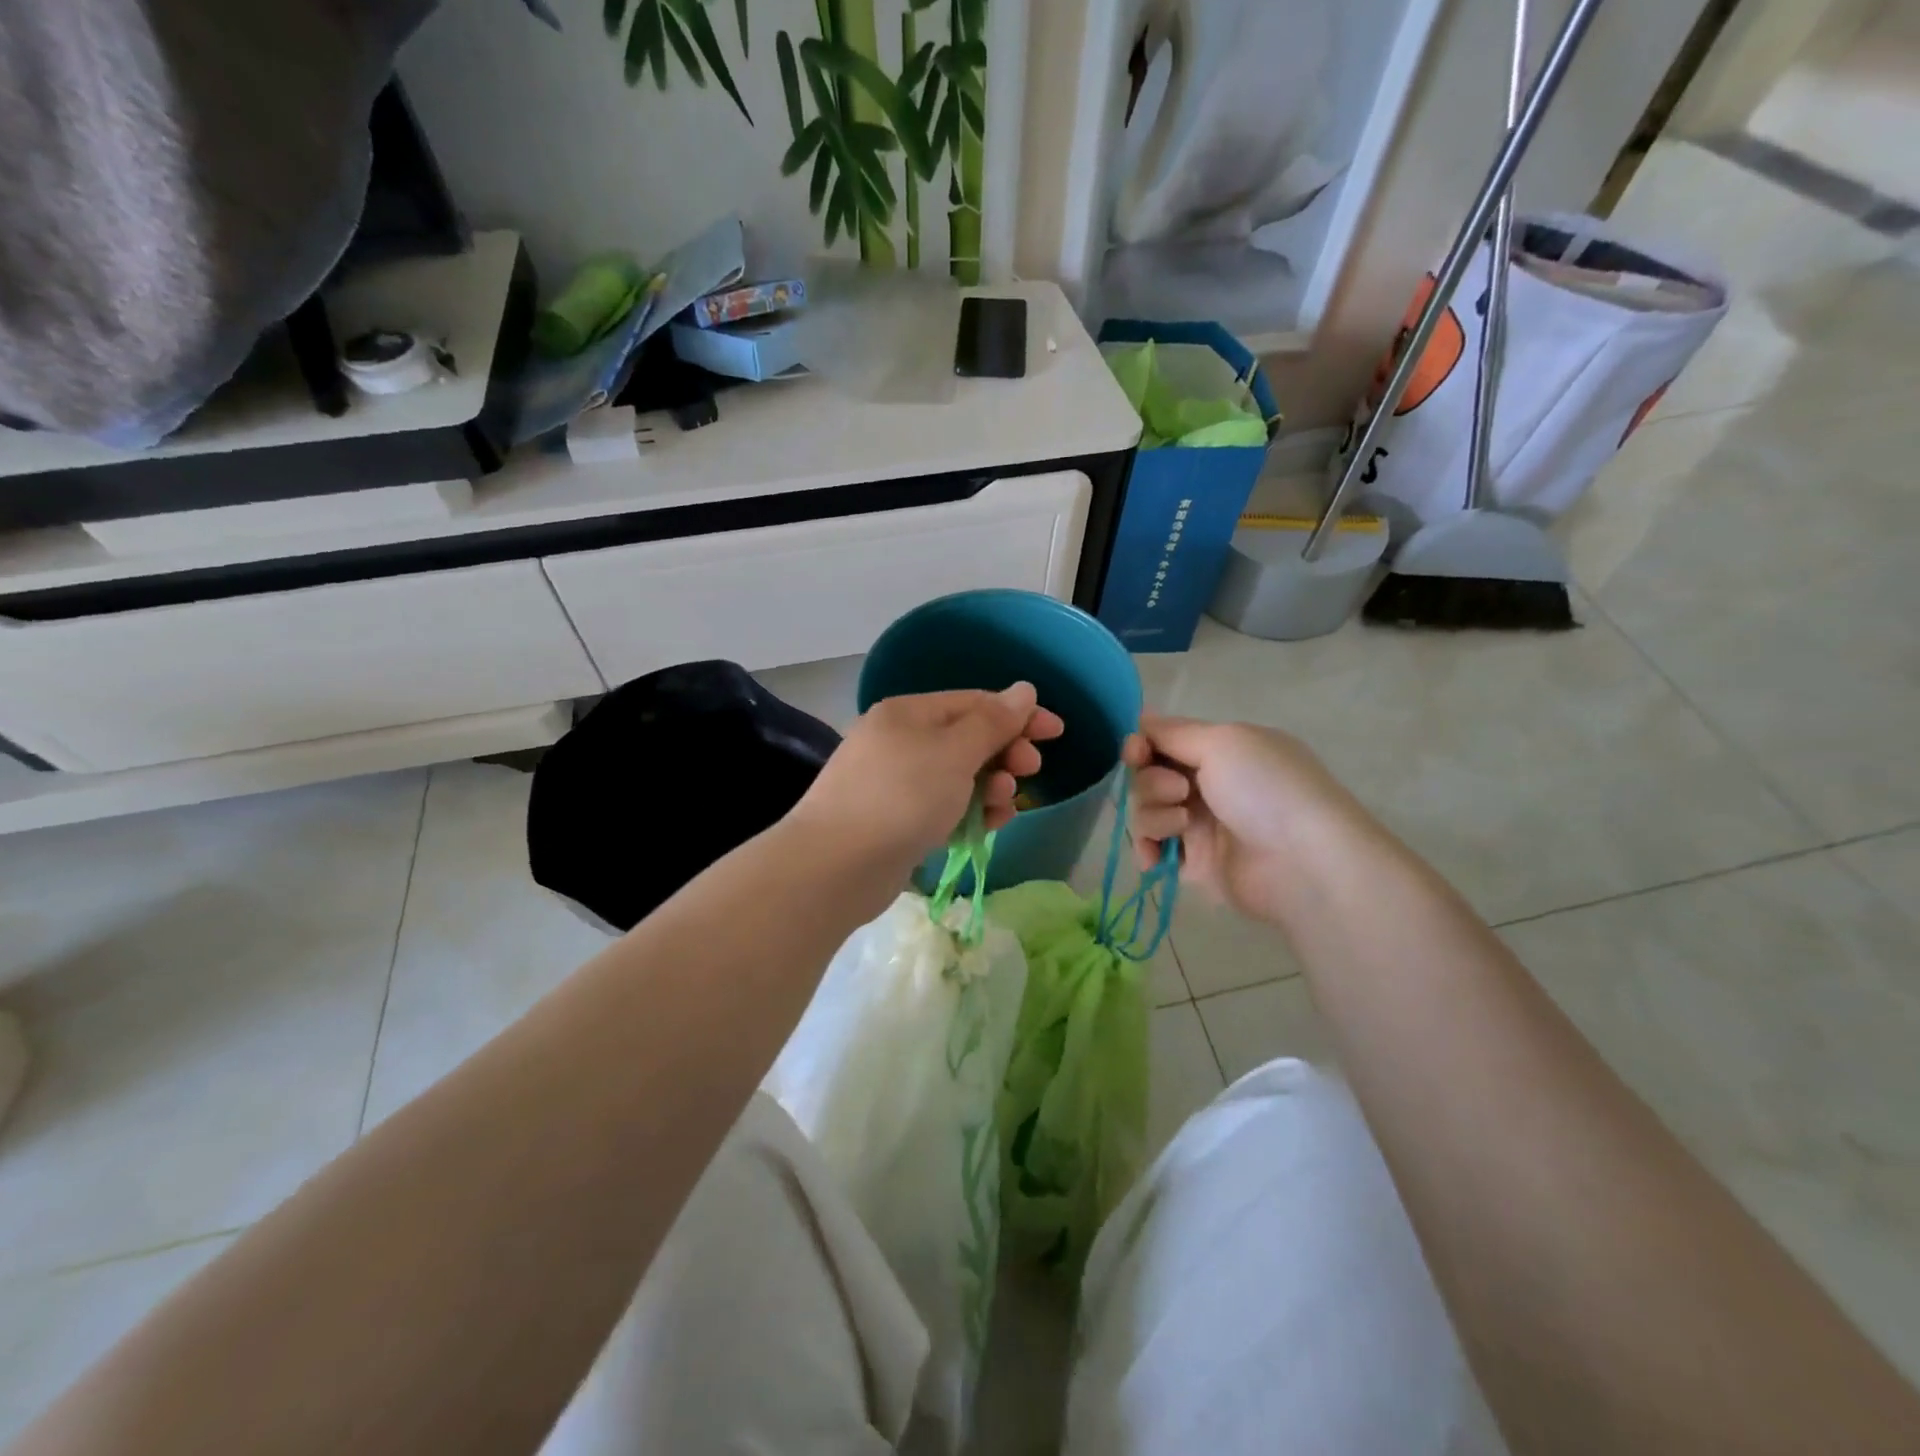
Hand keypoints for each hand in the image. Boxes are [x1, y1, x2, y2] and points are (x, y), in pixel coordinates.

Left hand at [791, 684, 1064, 876]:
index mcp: (909, 713)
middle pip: (967, 738)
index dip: (1018, 714)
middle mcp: (900, 741)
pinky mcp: (896, 821)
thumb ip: (993, 722)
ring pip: (958, 776)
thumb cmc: (902, 796)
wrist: (836, 866)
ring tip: (1004, 803)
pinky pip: (944, 806)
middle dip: (1005, 752)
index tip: (1056, 732)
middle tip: (1029, 769)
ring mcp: (895, 783)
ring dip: (991, 785)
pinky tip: (989, 824)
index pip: (974, 702)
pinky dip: (969, 811)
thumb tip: (1023, 689)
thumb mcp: (955, 752)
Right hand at [1123, 714, 1358, 924]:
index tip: (1136, 752)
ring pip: (1148, 810)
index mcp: (1223, 751)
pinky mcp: (1194, 863)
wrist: (1302, 862)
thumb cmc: (1266, 789)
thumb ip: (1174, 732)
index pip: (1166, 740)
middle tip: (1180, 791)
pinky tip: (1155, 856)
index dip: (1143, 744)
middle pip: (1150, 775)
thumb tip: (1142, 718)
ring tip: (1184, 826)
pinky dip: (1148, 848)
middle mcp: (1210, 784)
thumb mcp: (1223, 742)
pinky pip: (1153, 848)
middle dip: (1152, 781)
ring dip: (1155, 814)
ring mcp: (1201, 825)